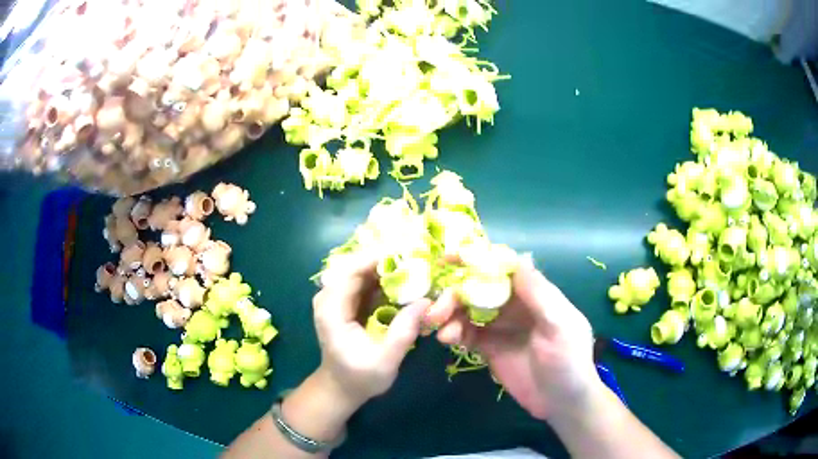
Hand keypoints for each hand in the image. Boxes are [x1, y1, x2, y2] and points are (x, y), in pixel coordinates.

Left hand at [313, 251, 429, 409]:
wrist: (341, 387)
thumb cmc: (359, 378)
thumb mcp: (385, 361)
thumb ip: (403, 333)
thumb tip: (426, 301)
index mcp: (331, 310)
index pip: (351, 271)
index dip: (377, 258)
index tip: (407, 251)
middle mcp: (329, 297)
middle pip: (357, 265)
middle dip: (387, 258)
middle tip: (418, 257)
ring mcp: (337, 297)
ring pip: (362, 269)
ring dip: (388, 266)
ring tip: (417, 264)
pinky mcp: (347, 301)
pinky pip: (366, 280)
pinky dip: (386, 277)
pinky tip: (407, 278)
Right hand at [427, 255, 600, 419]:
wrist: (562, 402)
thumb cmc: (568, 361)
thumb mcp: (559, 326)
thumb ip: (538, 294)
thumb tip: (519, 256)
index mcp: (534, 293)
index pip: (503, 267)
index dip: (477, 259)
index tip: (449, 258)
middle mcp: (514, 305)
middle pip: (478, 287)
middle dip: (455, 292)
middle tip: (436, 309)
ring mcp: (500, 327)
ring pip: (468, 309)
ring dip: (449, 313)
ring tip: (437, 325)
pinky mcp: (489, 348)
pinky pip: (466, 333)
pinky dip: (453, 332)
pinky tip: (446, 339)